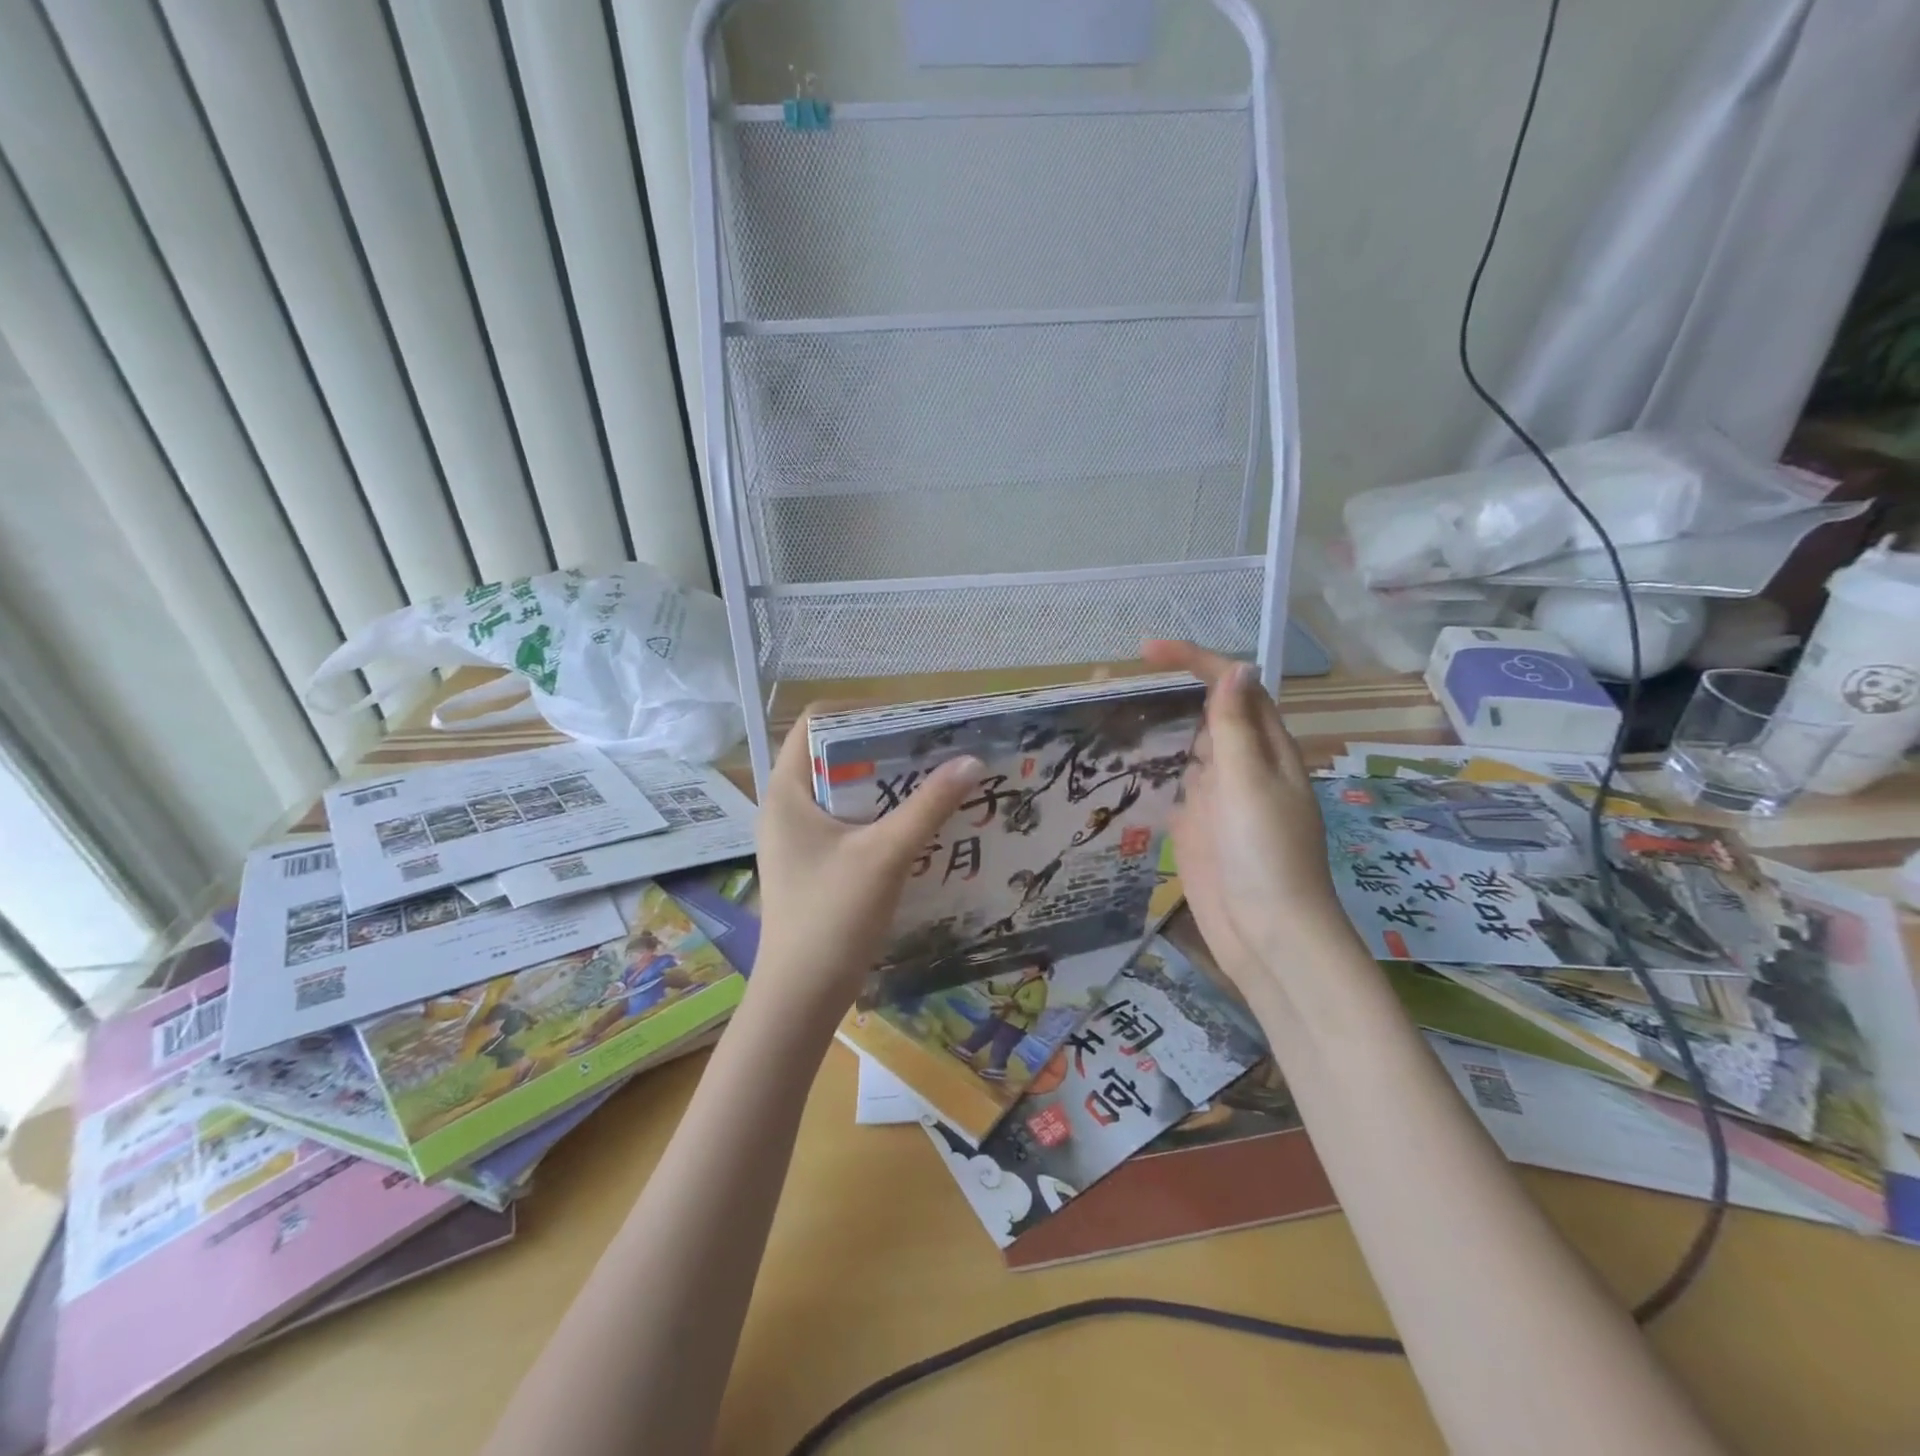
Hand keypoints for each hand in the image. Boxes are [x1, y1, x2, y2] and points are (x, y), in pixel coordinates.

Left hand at [751, 712, 980, 1023]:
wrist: (801, 998)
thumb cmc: (832, 917)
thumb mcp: (885, 855)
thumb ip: (928, 805)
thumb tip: (970, 759)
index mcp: (786, 792)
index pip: (815, 723)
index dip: (860, 711)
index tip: (908, 721)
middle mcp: (786, 808)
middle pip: (834, 755)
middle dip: (884, 750)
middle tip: (933, 750)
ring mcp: (798, 839)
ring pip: (845, 792)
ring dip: (887, 785)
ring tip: (934, 782)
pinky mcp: (813, 865)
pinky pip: (848, 823)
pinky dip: (880, 816)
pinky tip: (918, 826)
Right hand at [1142, 640, 1352, 987]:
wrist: (1267, 935)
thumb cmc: (1265, 853)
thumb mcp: (1250, 782)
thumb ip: (1237, 727)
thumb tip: (1235, 668)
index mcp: (1265, 748)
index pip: (1231, 688)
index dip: (1194, 662)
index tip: (1146, 652)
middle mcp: (1241, 766)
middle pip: (1204, 714)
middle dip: (1164, 691)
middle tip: (1108, 683)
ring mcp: (1216, 798)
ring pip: (1183, 749)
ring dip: (1151, 728)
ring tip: (1103, 713)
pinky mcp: (1194, 827)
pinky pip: (1169, 787)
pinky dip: (1146, 770)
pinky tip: (1115, 762)